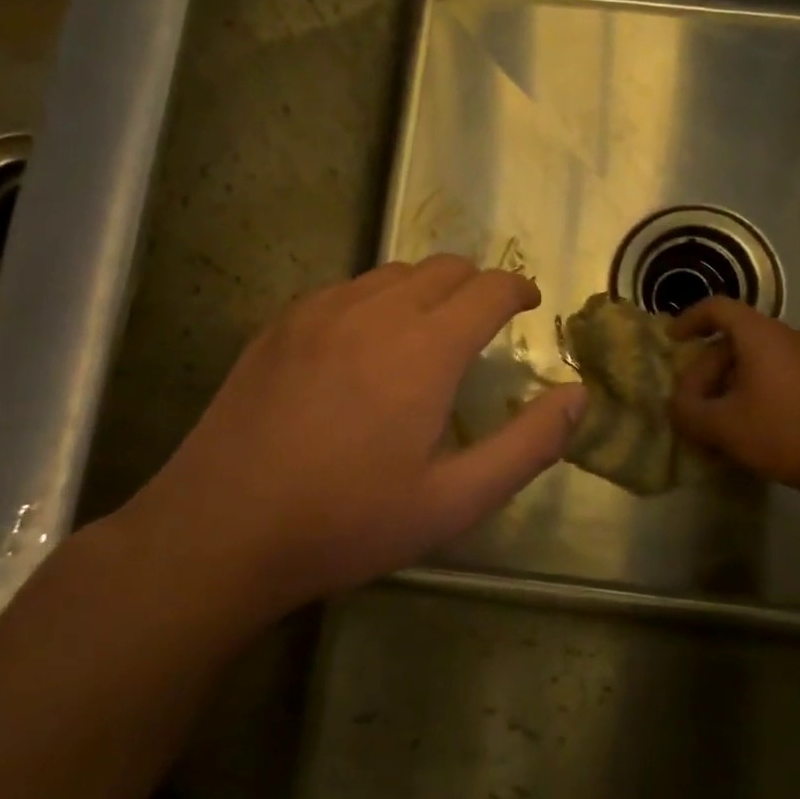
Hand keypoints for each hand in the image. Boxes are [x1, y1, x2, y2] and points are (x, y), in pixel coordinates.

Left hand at [121, 257, 585, 613]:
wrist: (221, 530)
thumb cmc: (348, 521)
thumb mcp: (454, 501)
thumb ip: (528, 445)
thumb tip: (578, 396)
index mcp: (424, 349)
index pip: (489, 288)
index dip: (518, 289)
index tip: (530, 304)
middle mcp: (375, 311)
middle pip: (444, 268)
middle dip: (477, 285)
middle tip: (485, 322)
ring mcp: (320, 312)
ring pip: (393, 272)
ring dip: (426, 288)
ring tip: (428, 329)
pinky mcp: (281, 324)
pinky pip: (346, 288)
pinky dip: (376, 298)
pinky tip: (365, 343)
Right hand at [669, 298, 799, 497]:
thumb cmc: (782, 431)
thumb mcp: (721, 426)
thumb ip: (687, 411)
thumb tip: (677, 405)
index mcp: (759, 334)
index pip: (717, 308)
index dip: (689, 320)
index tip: (673, 341)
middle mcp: (785, 335)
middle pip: (733, 340)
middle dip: (705, 371)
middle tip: (691, 405)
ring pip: (754, 361)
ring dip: (728, 385)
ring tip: (715, 421)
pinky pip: (775, 375)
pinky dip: (752, 392)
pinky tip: (747, 428)